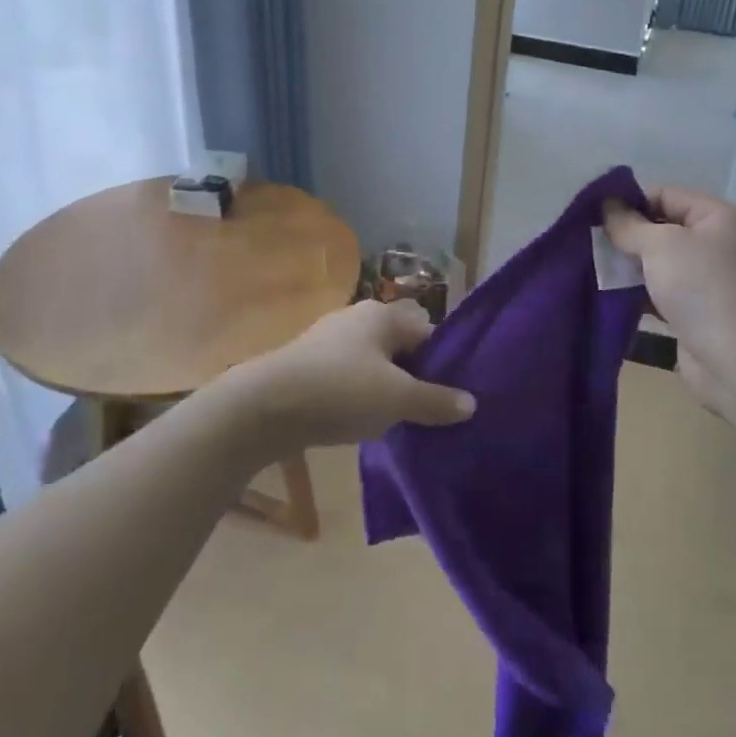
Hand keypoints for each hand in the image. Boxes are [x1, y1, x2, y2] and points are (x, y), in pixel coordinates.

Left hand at [233, 300, 474, 450]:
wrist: (264, 407)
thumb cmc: (341, 392)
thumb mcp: (397, 400)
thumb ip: (436, 401)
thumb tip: (471, 404)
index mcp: (383, 315)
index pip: (429, 332)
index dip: (444, 363)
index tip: (451, 397)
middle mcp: (357, 318)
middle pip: (401, 347)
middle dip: (415, 378)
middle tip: (427, 412)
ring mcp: (329, 339)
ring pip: (374, 363)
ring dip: (386, 389)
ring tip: (396, 422)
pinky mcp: (308, 364)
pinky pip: (348, 377)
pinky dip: (359, 396)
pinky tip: (360, 421)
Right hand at [603, 186, 735, 415]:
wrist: (735, 359)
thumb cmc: (701, 287)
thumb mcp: (661, 245)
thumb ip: (629, 224)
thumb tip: (606, 204)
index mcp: (718, 217)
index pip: (666, 195)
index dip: (630, 201)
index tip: (593, 214)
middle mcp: (716, 244)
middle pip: (661, 228)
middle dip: (626, 235)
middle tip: (588, 241)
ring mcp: (706, 279)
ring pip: (658, 262)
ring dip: (628, 265)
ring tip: (591, 266)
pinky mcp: (694, 311)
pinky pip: (659, 292)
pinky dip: (636, 292)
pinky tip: (607, 293)